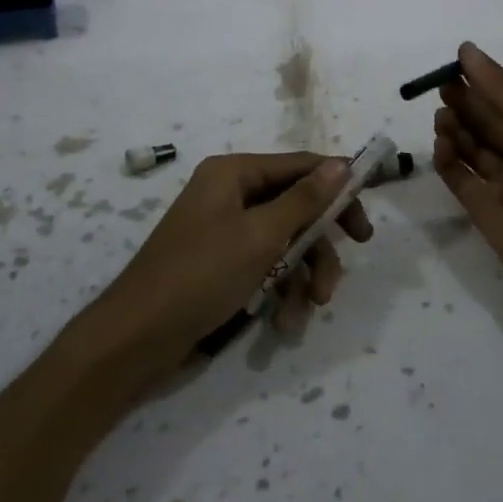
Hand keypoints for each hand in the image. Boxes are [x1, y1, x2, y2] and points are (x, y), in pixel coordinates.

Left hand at [78, 152, 373, 380]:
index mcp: (234, 173)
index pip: (301, 166)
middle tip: (340, 274)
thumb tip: (341, 163)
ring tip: (310, 308)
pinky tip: (286, 321)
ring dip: (303, 274)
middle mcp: (230, 194)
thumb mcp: (260, 235)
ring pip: (284, 241)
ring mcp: (225, 230)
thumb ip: (305, 199)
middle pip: (296, 207)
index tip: (365, 221)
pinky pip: (265, 265)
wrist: (137, 339)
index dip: (338, 188)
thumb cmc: (201, 274)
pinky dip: (280, 289)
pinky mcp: (222, 264)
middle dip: (319, 245)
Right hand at [434, 41, 502, 324]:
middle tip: (440, 88)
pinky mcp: (484, 209)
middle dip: (465, 102)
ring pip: (472, 148)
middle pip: (487, 121)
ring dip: (455, 128)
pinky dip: (448, 160)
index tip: (454, 62)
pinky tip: (441, 144)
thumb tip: (467, 51)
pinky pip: (460, 178)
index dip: (483, 80)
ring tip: (442, 117)